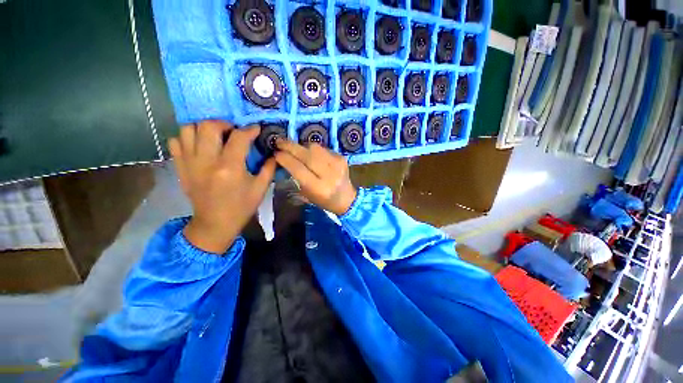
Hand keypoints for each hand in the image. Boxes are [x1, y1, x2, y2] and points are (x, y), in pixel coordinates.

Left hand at [168, 121, 275, 253]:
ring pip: (188, 129)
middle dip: (224, 123)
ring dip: (204, 128)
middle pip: (208, 126)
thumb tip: (274, 153)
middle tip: (233, 131)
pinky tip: (200, 145)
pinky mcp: (180, 167)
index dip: (250, 130)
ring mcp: (189, 163)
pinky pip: (176, 141)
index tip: (256, 129)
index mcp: (230, 168)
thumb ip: (269, 168)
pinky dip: (187, 138)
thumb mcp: (261, 188)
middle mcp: (207, 161)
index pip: (239, 137)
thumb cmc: (242, 206)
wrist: (215, 223)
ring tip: (216, 136)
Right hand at [274, 139, 356, 215]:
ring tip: (293, 147)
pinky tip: (309, 153)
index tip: (276, 153)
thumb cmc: (324, 200)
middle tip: (279, 142)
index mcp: (319, 188)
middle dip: (290, 146)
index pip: (298, 169)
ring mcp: (338, 164)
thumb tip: (285, 158)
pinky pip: (323, 148)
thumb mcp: (307, 194)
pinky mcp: (342, 158)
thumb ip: (296, 177)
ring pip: (315, 148)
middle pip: (307, 155)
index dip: (285, 159)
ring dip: (301, 146)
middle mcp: (329, 175)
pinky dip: (313, 149)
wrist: (347, 199)